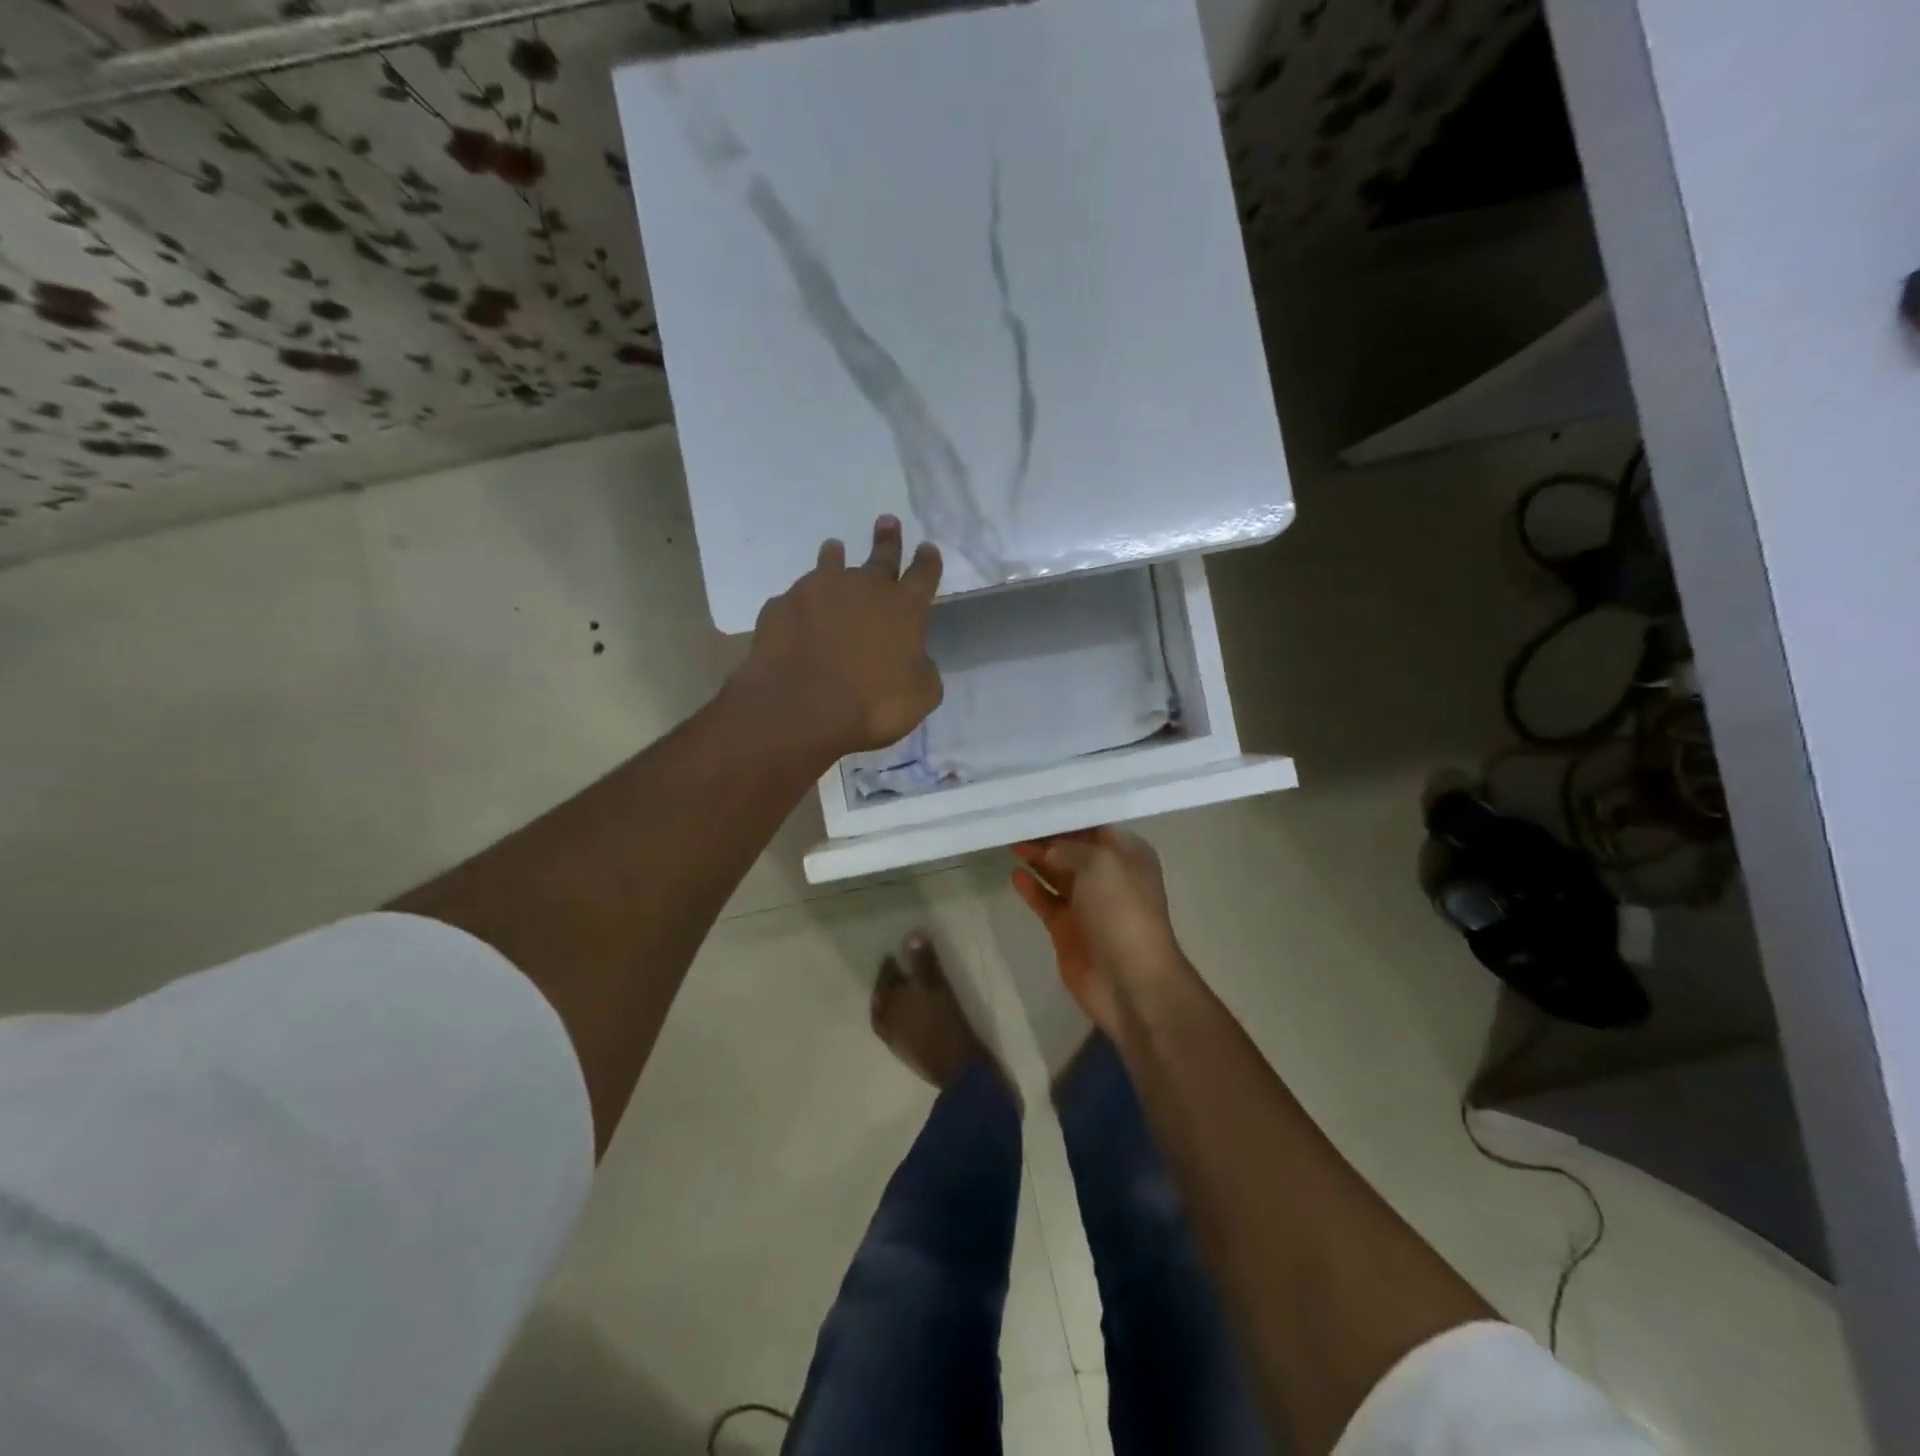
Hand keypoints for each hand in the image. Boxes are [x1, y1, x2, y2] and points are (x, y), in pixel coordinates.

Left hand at [734, 515, 943, 760]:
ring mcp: (818, 592)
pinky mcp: (782, 606)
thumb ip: (922, 670)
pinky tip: (797, 612)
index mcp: (904, 608)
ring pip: (830, 565)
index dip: (928, 562)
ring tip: (834, 547)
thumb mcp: (920, 697)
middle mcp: (863, 589)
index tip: (928, 548)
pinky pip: (795, 600)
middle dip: (887, 539)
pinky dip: (800, 604)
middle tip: (887, 521)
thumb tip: (915, 660)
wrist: (801, 707)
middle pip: (881, 556)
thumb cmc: (873, 705)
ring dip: (835, 556)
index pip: (924, 575)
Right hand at [1011, 827, 1190, 1036]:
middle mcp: (1109, 875)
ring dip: (1036, 858)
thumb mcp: (1100, 864)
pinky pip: (1046, 901)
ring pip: (1057, 873)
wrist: (1130, 981)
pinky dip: (1031, 888)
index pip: (1093, 825)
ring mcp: (1088, 904)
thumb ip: (1069, 849)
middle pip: (1072, 848)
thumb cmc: (1121, 912)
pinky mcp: (1068, 929)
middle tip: (1014, 821)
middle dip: (1046, 836)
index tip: (1035, 803)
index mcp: (1127, 855)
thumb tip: (1048, 851)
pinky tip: (1014, 874)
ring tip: (1009, 840)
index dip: (1066, 816)